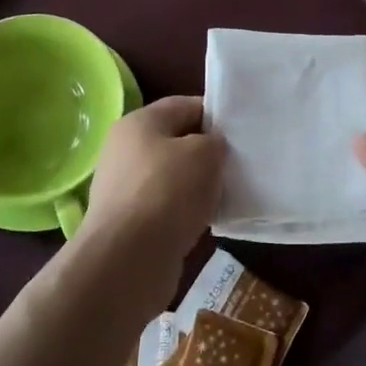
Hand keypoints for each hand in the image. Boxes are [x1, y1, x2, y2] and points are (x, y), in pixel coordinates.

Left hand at [76, 96, 221, 272]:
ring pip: (172, 176)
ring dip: (197, 184)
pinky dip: (186, 210)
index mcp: (139, 122)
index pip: (184, 105)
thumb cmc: (167, 192)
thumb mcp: (204, 153)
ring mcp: (124, 188)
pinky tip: (206, 219)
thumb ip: (214, 142)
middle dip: (206, 151)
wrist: (127, 259)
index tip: (241, 129)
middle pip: (176, 141)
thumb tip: (210, 149)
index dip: (214, 113)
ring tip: (226, 193)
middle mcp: (125, 150)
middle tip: (238, 162)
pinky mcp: (128, 222)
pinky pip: (166, 206)